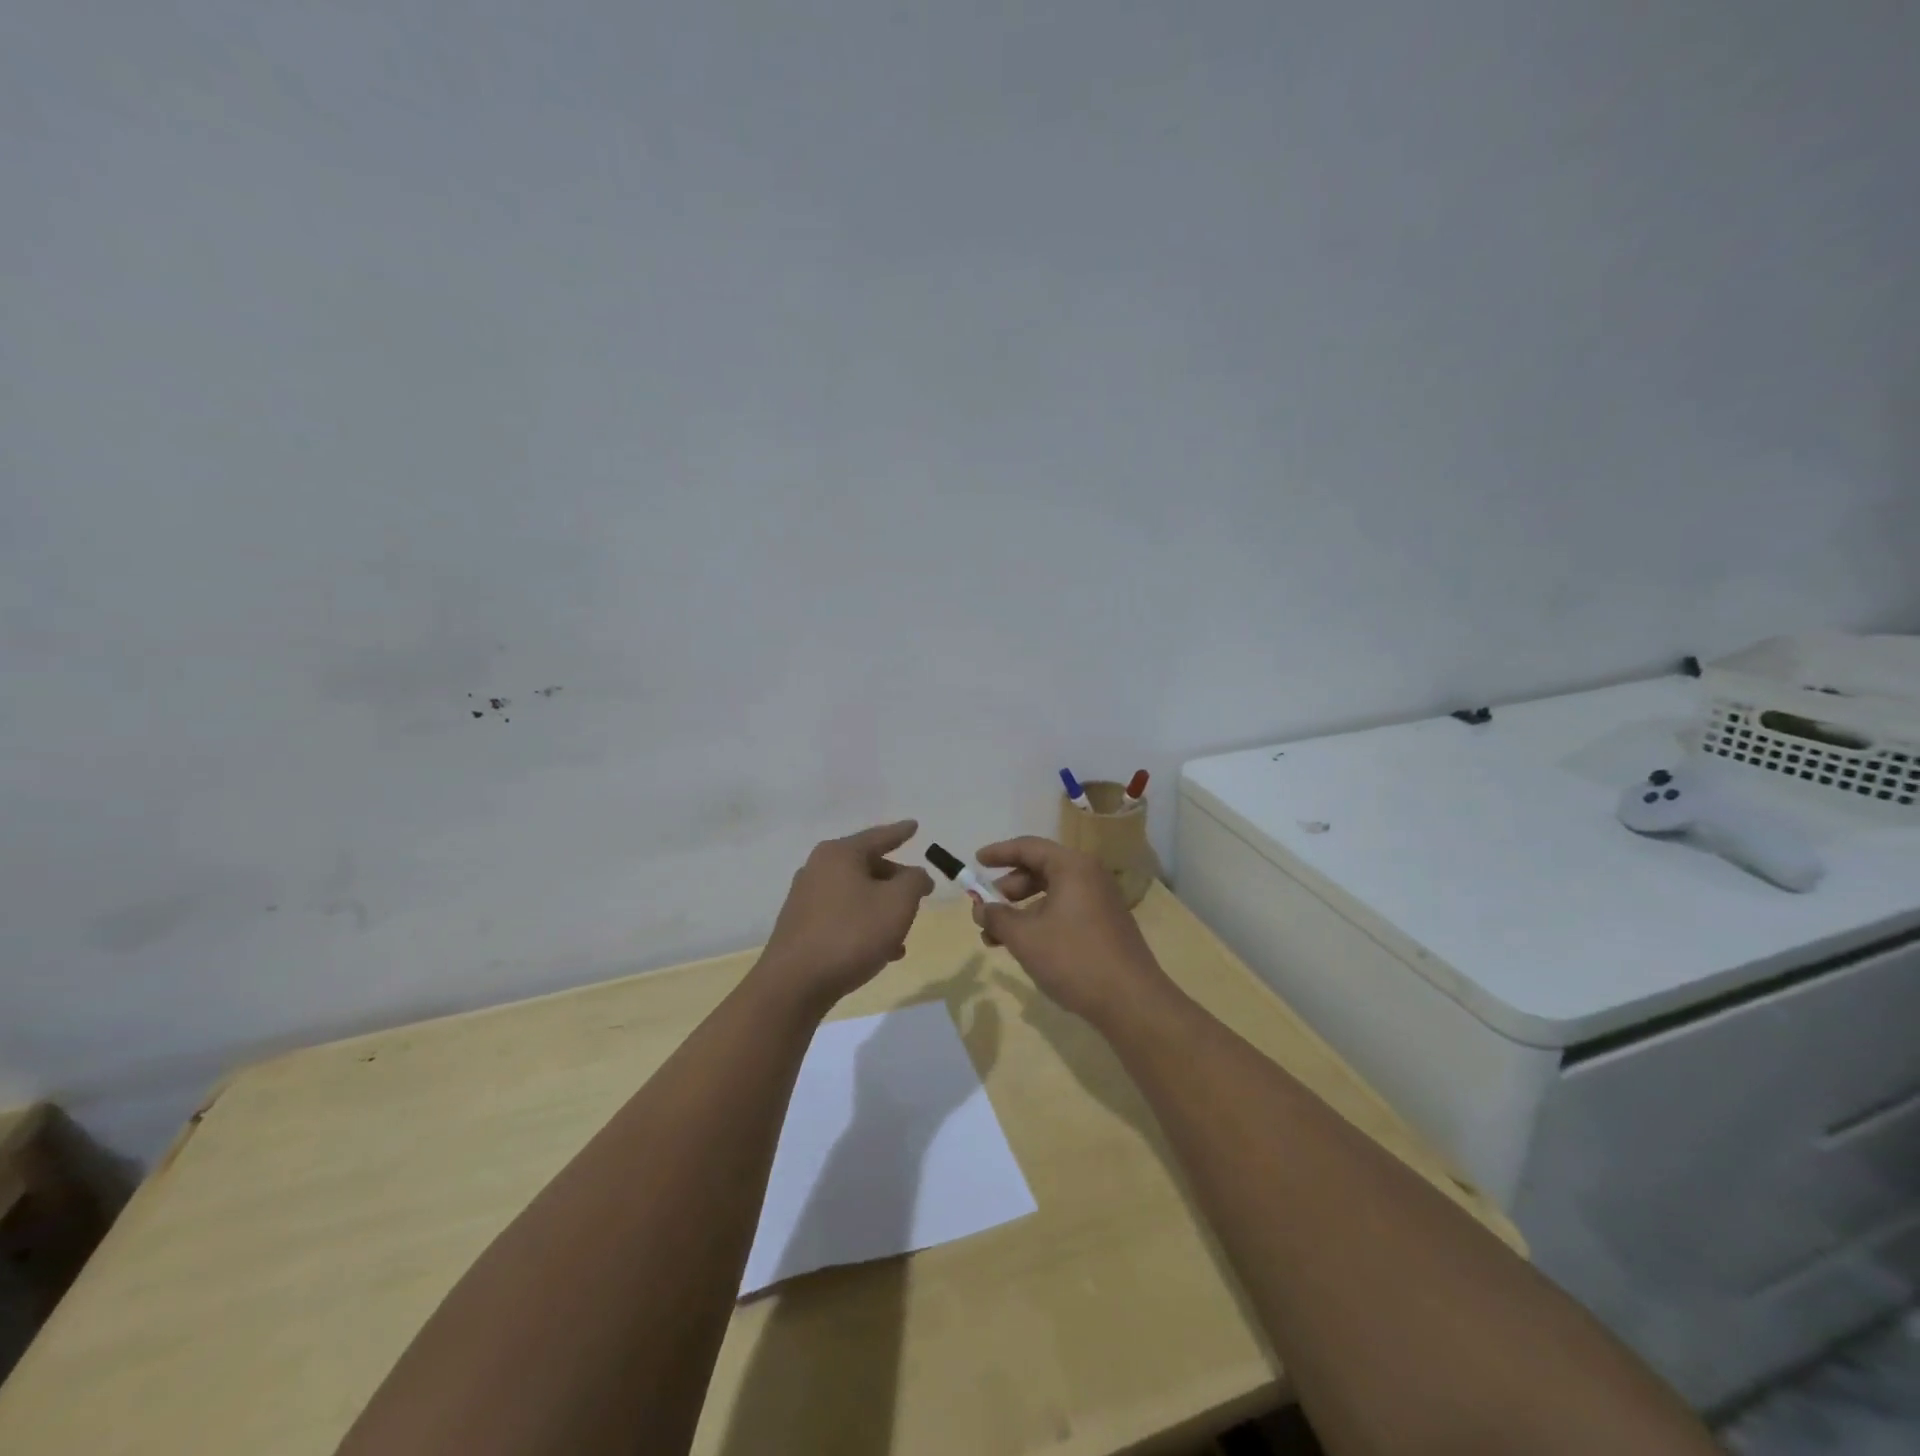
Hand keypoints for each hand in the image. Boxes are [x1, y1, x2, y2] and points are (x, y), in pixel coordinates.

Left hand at [757, 820, 935, 1012]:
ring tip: (904, 932)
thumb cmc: (852, 934)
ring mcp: (806, 898)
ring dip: (882, 909)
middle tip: (918, 893)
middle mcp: (818, 869)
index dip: (900, 832)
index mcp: (839, 854)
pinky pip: (842, 917)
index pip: (878, 836)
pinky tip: (883, 951)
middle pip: (867, 866)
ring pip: (856, 895)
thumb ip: (914, 881)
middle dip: (895, 880)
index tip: (915, 825)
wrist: (795, 984)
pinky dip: (864, 925)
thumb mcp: (898, 903)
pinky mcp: (801, 927)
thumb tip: (915, 875)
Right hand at [970, 836, 1173, 1028]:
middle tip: (986, 908)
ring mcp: (1101, 900)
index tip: (976, 861)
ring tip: (997, 937)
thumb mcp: (1024, 937)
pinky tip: (1027, 946)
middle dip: (1009, 888)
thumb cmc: (1073, 958)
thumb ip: (996, 917)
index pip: (1028, 847)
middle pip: (1040, 869)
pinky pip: (1066, 910)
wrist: (1131, 1001)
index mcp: (1072, 867)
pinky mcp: (1106, 924)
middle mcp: (1089, 876)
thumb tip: (979, 908)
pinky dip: (1041, 920)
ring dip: (1022, 910)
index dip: (999, 853)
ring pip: (1052, 893)